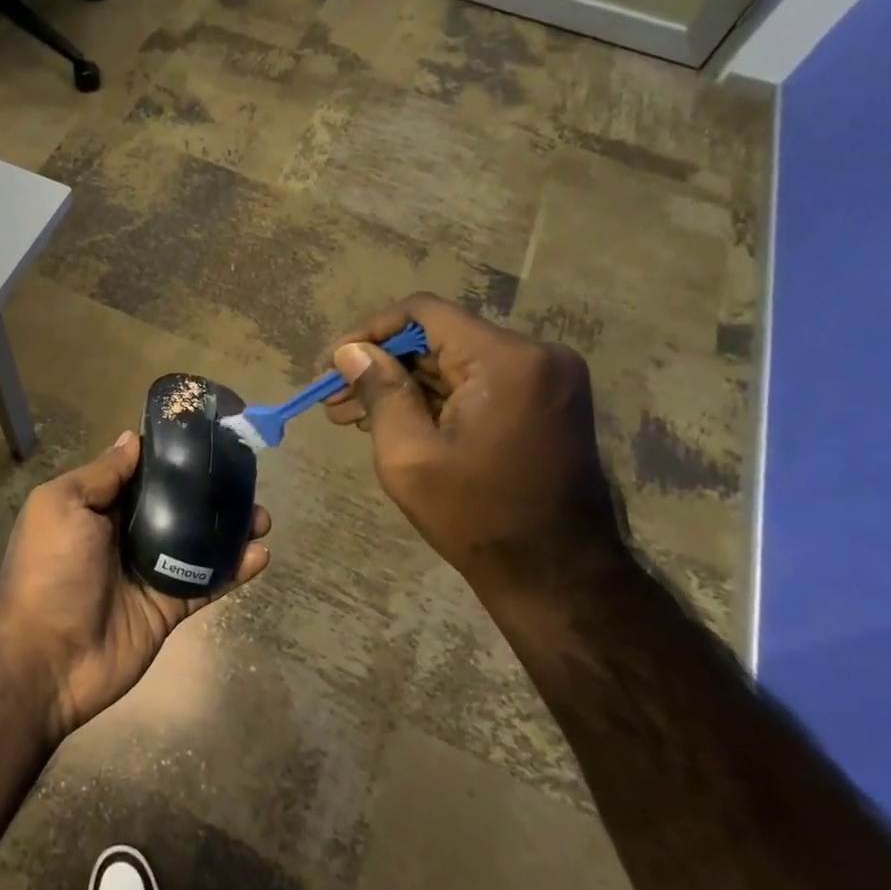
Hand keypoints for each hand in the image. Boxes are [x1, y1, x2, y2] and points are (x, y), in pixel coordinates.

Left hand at [0, 431, 270, 742]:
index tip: (208, 439)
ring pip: (197, 543)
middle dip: (210, 493)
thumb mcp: (63, 505)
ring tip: (262, 517)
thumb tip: (132, 439)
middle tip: (246, 479)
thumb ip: (102, 474)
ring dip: (230, 529)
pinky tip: (260, 554)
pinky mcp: (168, 608)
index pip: (141, 474)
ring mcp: (149, 573)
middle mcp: (125, 535)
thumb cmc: (50, 569)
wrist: (45, 658)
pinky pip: (206, 583)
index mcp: (98, 507)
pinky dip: (234, 570)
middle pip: (176, 506)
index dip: (171, 458)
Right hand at [325, 294, 623, 589]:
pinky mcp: (545, 402)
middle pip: (439, 337)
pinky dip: (435, 397)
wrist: (557, 576)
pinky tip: (393, 421)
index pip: (423, 313)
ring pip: (455, 361)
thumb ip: (379, 391)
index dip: (370, 332)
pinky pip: (477, 383)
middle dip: (382, 364)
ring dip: (403, 383)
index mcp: (506, 361)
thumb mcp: (409, 454)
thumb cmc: (476, 516)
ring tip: (351, 415)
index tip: (334, 364)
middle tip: (334, 399)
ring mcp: (546, 379)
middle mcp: (535, 356)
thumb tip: (351, 352)